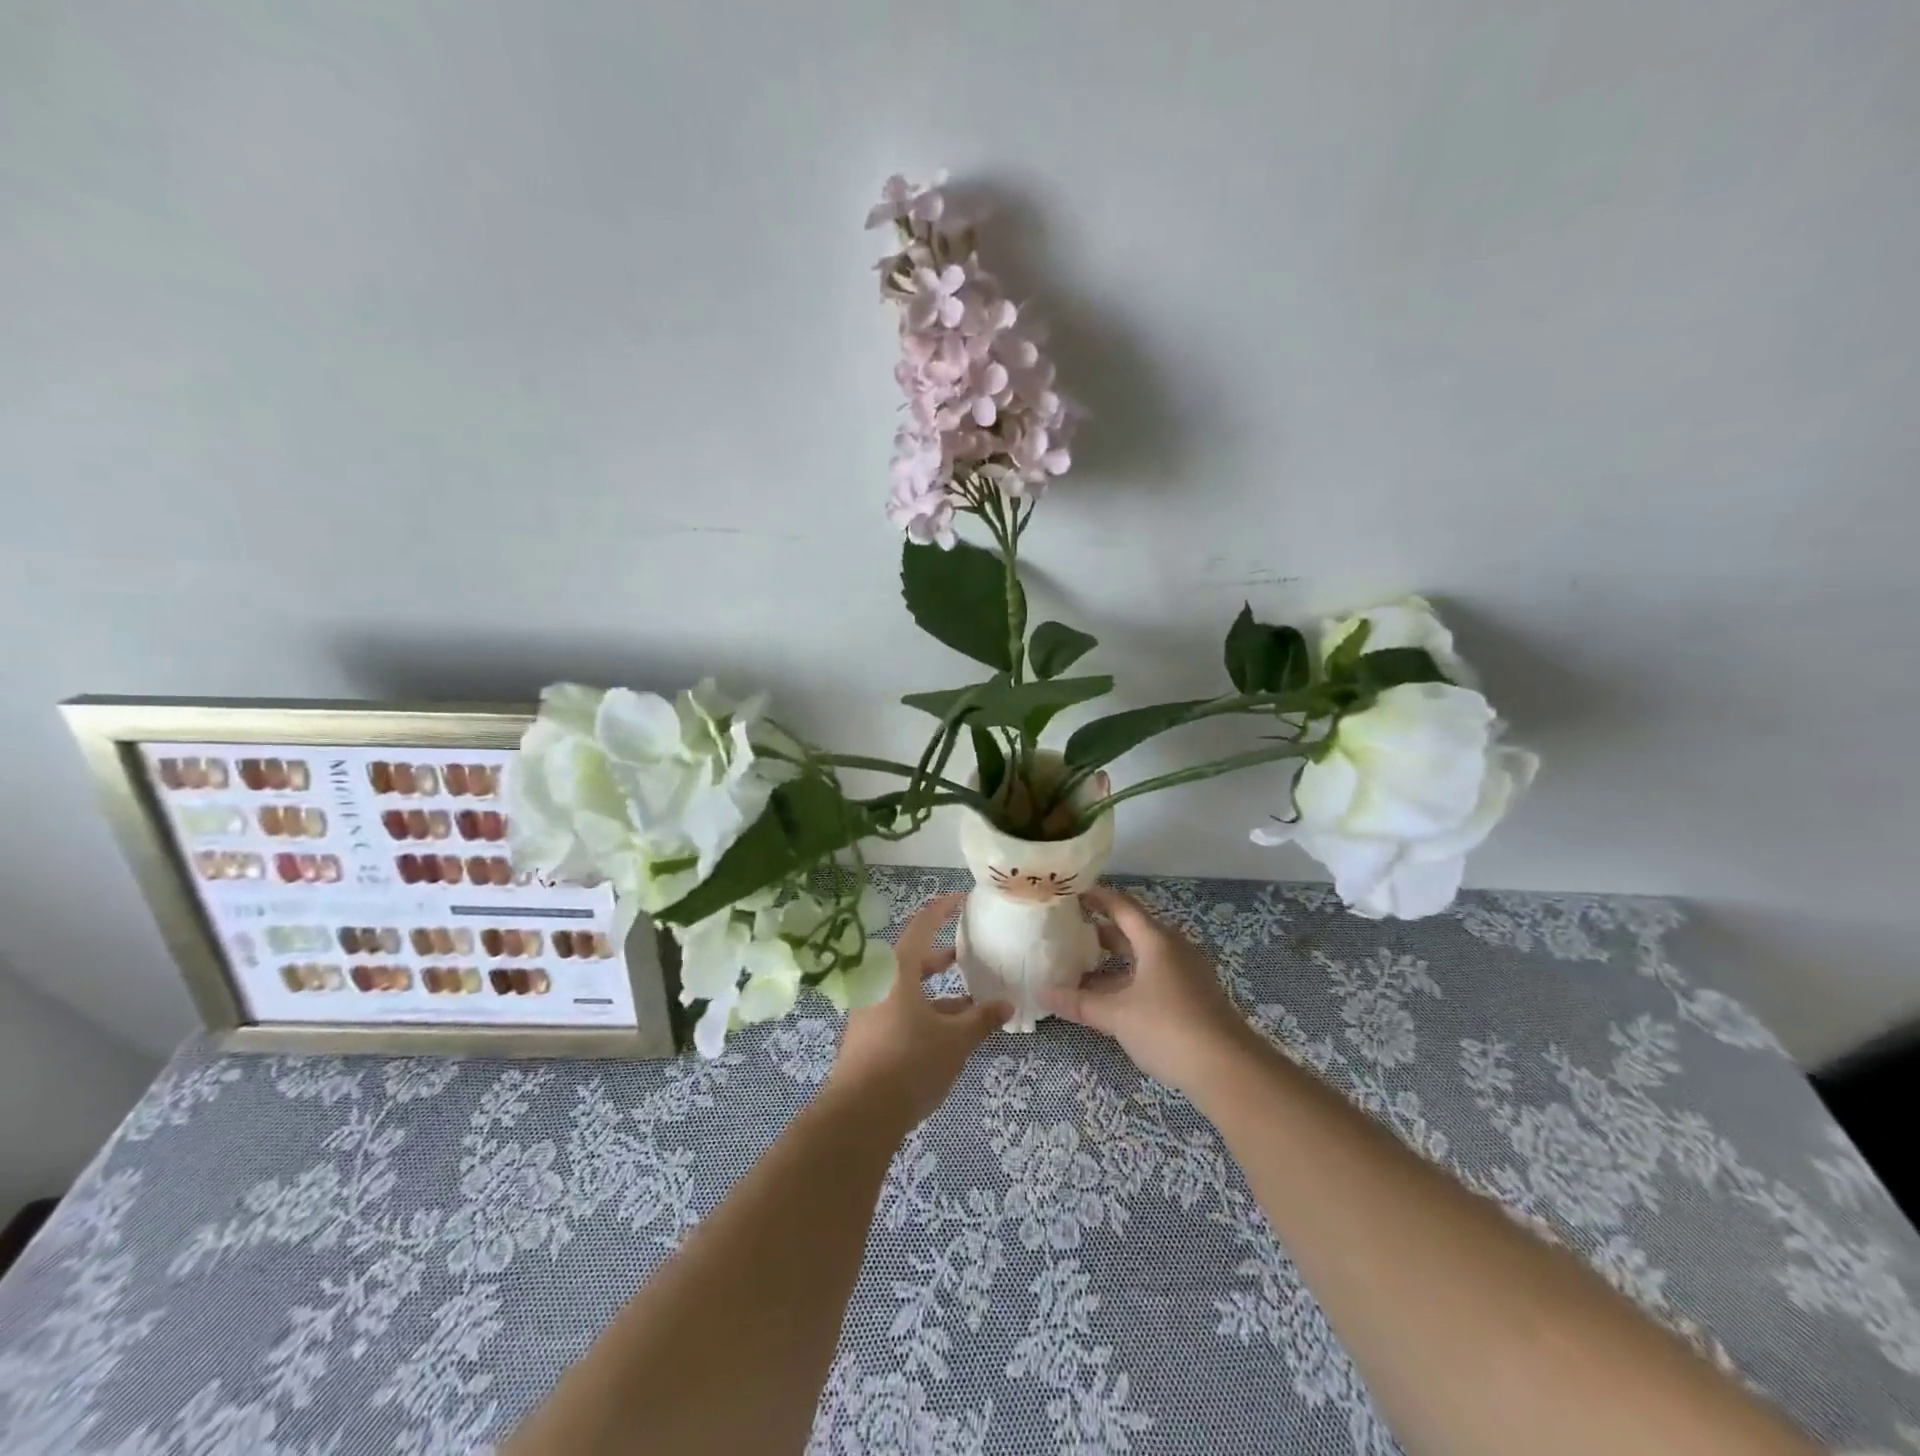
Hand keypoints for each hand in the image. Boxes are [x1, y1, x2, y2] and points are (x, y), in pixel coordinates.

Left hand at [829, 892, 1012, 1127]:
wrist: (859, 1115)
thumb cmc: (910, 1063)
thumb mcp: (955, 1040)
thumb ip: (982, 1019)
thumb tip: (1008, 1005)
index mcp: (897, 969)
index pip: (923, 925)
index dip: (943, 909)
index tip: (963, 899)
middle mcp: (879, 981)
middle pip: (913, 957)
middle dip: (942, 957)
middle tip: (967, 953)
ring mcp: (869, 1008)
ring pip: (907, 987)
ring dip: (936, 990)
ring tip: (969, 1000)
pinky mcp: (866, 1033)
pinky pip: (899, 1008)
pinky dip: (923, 1010)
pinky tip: (947, 1031)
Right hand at [1041, 884, 1253, 1094]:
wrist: (1229, 1070)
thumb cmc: (1169, 1028)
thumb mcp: (1117, 1015)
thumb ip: (1080, 1002)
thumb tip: (1042, 992)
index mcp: (1156, 940)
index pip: (1121, 905)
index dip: (1096, 896)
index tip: (1070, 891)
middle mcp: (1172, 949)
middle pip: (1132, 929)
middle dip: (1099, 929)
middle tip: (1066, 929)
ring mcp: (1184, 974)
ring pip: (1141, 956)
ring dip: (1112, 959)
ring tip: (1078, 964)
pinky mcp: (1191, 997)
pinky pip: (1152, 976)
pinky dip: (1127, 978)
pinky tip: (1107, 996)